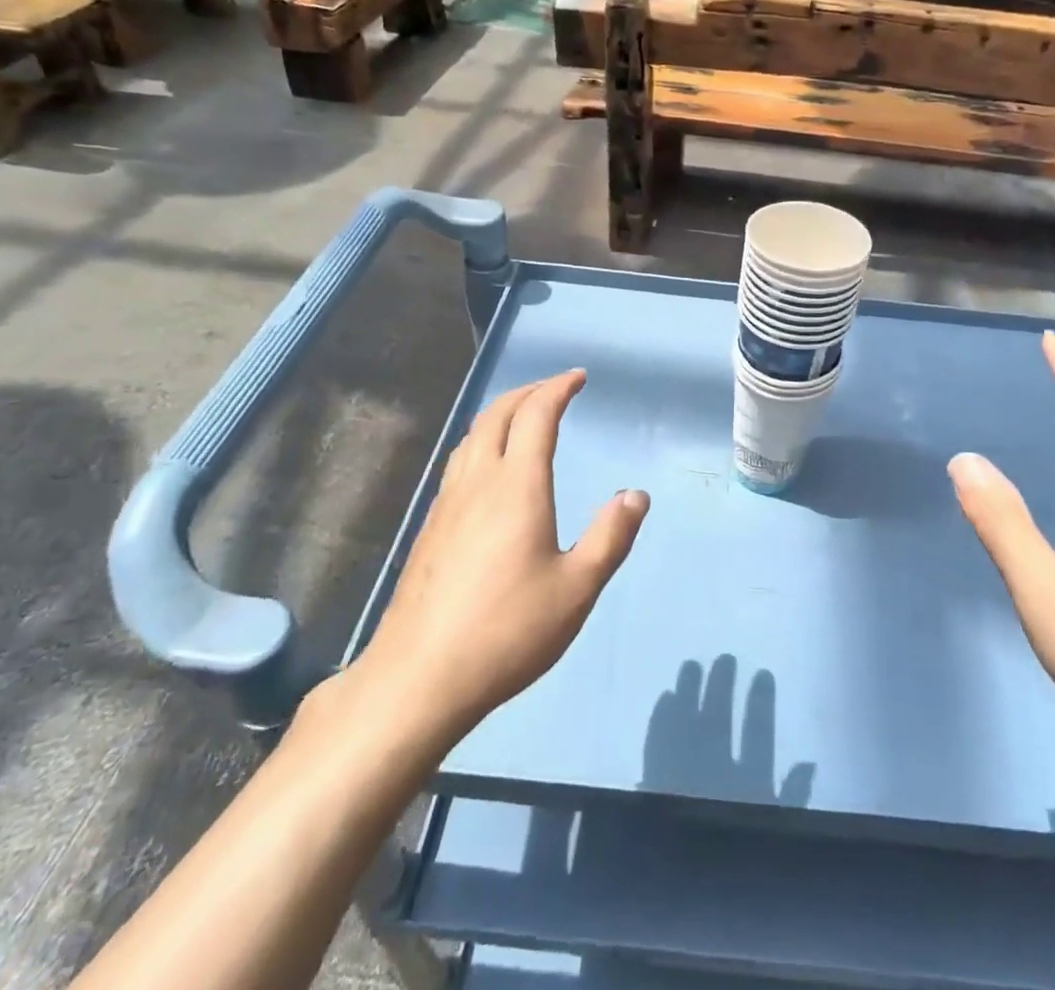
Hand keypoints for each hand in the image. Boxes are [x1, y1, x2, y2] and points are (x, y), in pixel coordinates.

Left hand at [346, 370, 648, 745]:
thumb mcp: (577, 588)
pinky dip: (482, 441)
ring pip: (472, 436)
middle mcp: (479, 481)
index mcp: (517, 486)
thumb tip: (636, 495)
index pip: (536, 415)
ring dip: (501, 413)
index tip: (578, 377)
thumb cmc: (508, 630)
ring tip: (523, 417)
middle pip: (498, 414)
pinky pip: (459, 461)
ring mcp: (447, 503)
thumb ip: (610, 537)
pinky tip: (489, 469)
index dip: (558, 389)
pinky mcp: (430, 528)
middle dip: (528, 392)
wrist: (419, 678)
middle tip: (555, 389)